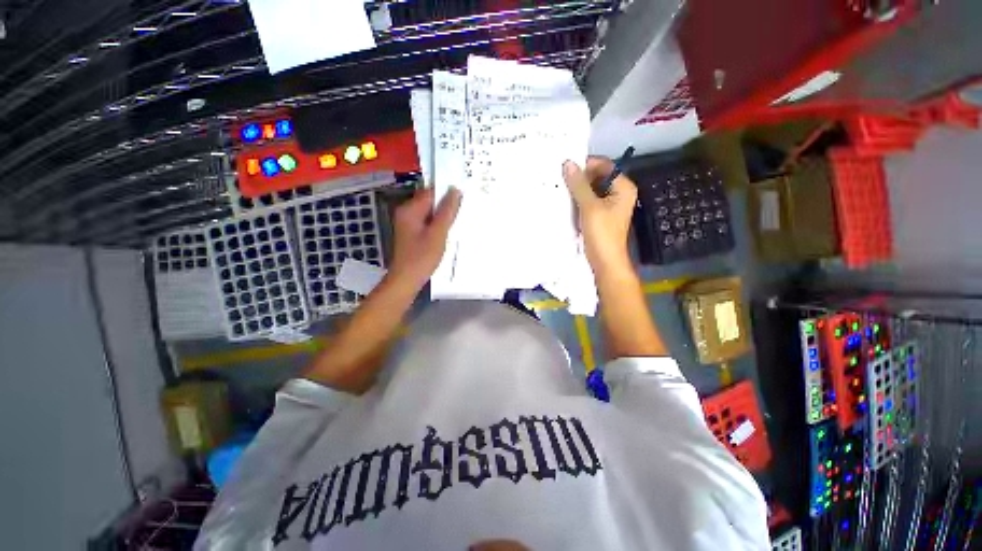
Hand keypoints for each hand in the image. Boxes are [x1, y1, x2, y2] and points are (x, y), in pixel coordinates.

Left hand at [388, 187, 461, 289]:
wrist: (407, 279)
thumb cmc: (422, 257)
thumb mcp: (438, 233)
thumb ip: (447, 211)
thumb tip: (455, 190)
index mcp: (410, 209)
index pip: (431, 192)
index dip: (448, 194)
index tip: (464, 199)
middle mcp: (407, 212)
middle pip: (430, 202)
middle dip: (446, 206)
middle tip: (463, 212)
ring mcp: (408, 223)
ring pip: (430, 213)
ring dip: (443, 216)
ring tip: (458, 222)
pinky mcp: (412, 233)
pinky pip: (428, 222)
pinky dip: (438, 225)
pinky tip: (447, 232)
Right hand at [562, 158, 636, 277]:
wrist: (605, 261)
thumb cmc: (602, 233)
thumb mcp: (589, 207)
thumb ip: (578, 185)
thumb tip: (568, 163)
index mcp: (623, 187)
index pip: (604, 165)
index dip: (586, 165)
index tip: (566, 167)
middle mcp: (618, 193)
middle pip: (597, 177)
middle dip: (580, 178)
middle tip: (560, 179)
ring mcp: (609, 205)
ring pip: (591, 189)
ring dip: (577, 189)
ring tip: (560, 189)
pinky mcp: (600, 215)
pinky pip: (588, 201)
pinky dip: (578, 200)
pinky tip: (565, 202)